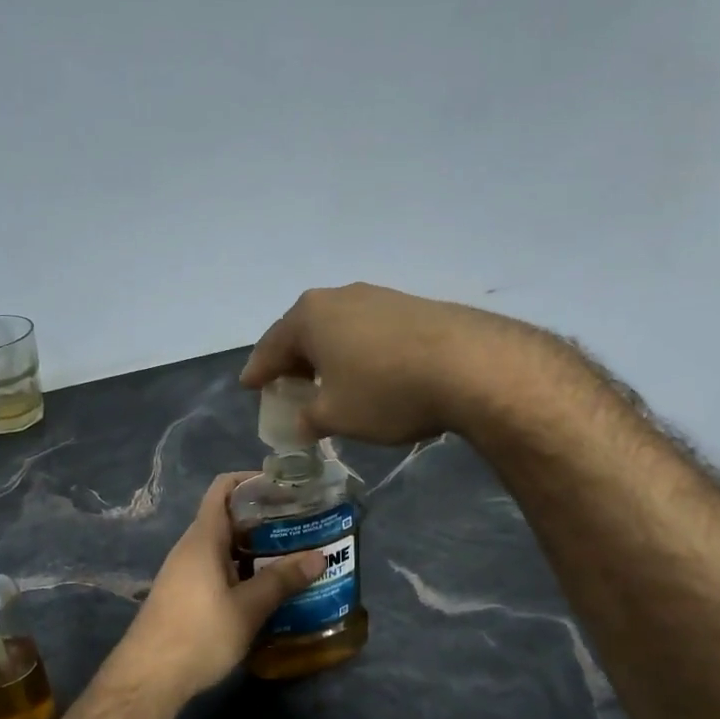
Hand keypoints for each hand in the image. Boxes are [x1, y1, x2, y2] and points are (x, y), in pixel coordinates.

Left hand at [112, 474, 325, 701]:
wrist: (147, 679)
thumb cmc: (199, 635)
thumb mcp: (247, 609)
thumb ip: (282, 580)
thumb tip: (318, 556)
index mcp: (204, 538)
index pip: (223, 488)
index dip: (252, 480)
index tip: (285, 487)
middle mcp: (191, 548)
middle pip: (228, 517)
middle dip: (264, 518)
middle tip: (301, 526)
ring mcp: (185, 572)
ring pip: (224, 547)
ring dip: (256, 548)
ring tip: (293, 556)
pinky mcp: (184, 595)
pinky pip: (217, 569)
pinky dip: (242, 570)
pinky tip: (266, 589)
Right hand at [241, 283, 513, 444]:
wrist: (470, 366)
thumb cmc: (385, 391)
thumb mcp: (336, 415)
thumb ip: (308, 418)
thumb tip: (301, 421)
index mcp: (310, 316)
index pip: (271, 346)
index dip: (258, 370)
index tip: (249, 386)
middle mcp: (339, 297)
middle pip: (304, 331)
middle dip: (292, 360)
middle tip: (286, 385)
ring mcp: (379, 297)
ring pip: (338, 328)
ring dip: (328, 355)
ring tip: (328, 380)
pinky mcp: (412, 306)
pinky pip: (369, 331)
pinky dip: (358, 352)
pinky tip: (369, 372)